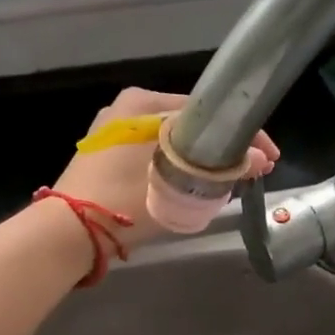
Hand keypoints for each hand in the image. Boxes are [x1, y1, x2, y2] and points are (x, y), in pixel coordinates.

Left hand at [52, 88, 277, 251]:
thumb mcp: (178, 183)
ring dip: (199, 161)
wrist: (67, 232)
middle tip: (250, 172)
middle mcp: (126, 109)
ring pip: (171, 143)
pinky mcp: (105, 159)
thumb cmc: (122, 199)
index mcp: (141, 102)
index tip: (267, 157)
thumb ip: (221, 170)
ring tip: (228, 183)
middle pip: (189, 127)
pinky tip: (192, 186)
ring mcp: (112, 134)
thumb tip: (260, 160)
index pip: (205, 112)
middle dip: (221, 149)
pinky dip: (174, 168)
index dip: (241, 135)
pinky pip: (152, 157)